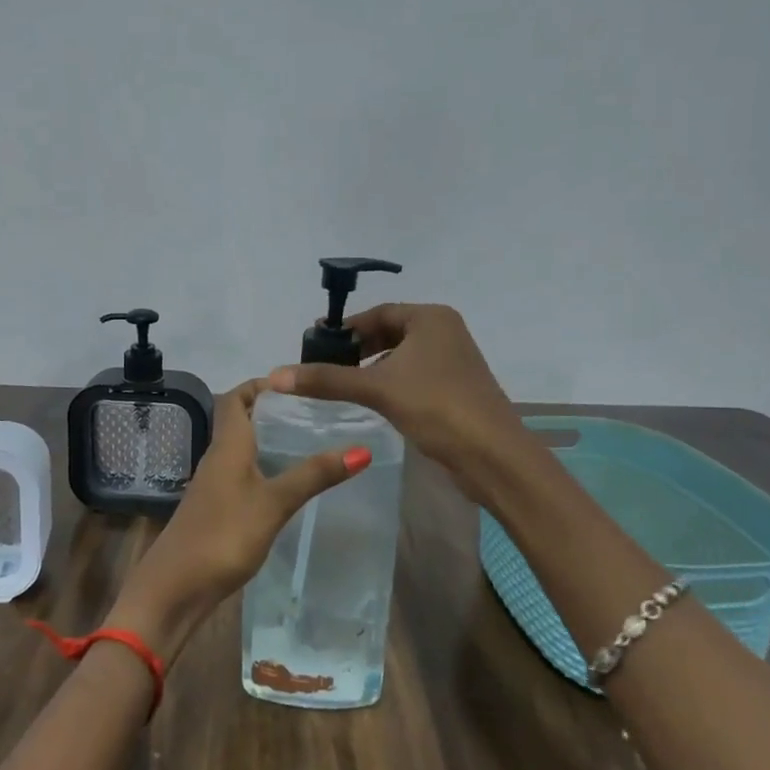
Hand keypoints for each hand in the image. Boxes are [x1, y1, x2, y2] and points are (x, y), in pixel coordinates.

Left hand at [105, 378, 369, 661]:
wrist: (175, 588)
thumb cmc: (223, 535)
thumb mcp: (274, 503)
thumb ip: (314, 476)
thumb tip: (362, 449)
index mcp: (227, 445)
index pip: (236, 398)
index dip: (260, 385)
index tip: (296, 384)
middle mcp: (217, 458)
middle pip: (240, 421)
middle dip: (272, 412)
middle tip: (314, 413)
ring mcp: (214, 486)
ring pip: (242, 450)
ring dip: (269, 441)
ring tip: (309, 443)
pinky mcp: (216, 510)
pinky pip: (242, 476)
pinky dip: (264, 469)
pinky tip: (287, 485)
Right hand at [268, 303, 527, 501]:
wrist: (493, 455)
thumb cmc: (436, 407)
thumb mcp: (377, 388)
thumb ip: (327, 379)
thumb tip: (275, 375)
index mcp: (430, 318)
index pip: (378, 313)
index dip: (345, 327)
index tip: (315, 343)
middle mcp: (445, 332)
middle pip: (389, 332)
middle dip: (356, 348)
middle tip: (322, 365)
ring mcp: (453, 361)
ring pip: (401, 356)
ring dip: (372, 366)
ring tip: (340, 383)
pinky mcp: (455, 388)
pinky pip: (413, 375)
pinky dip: (390, 382)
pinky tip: (372, 400)